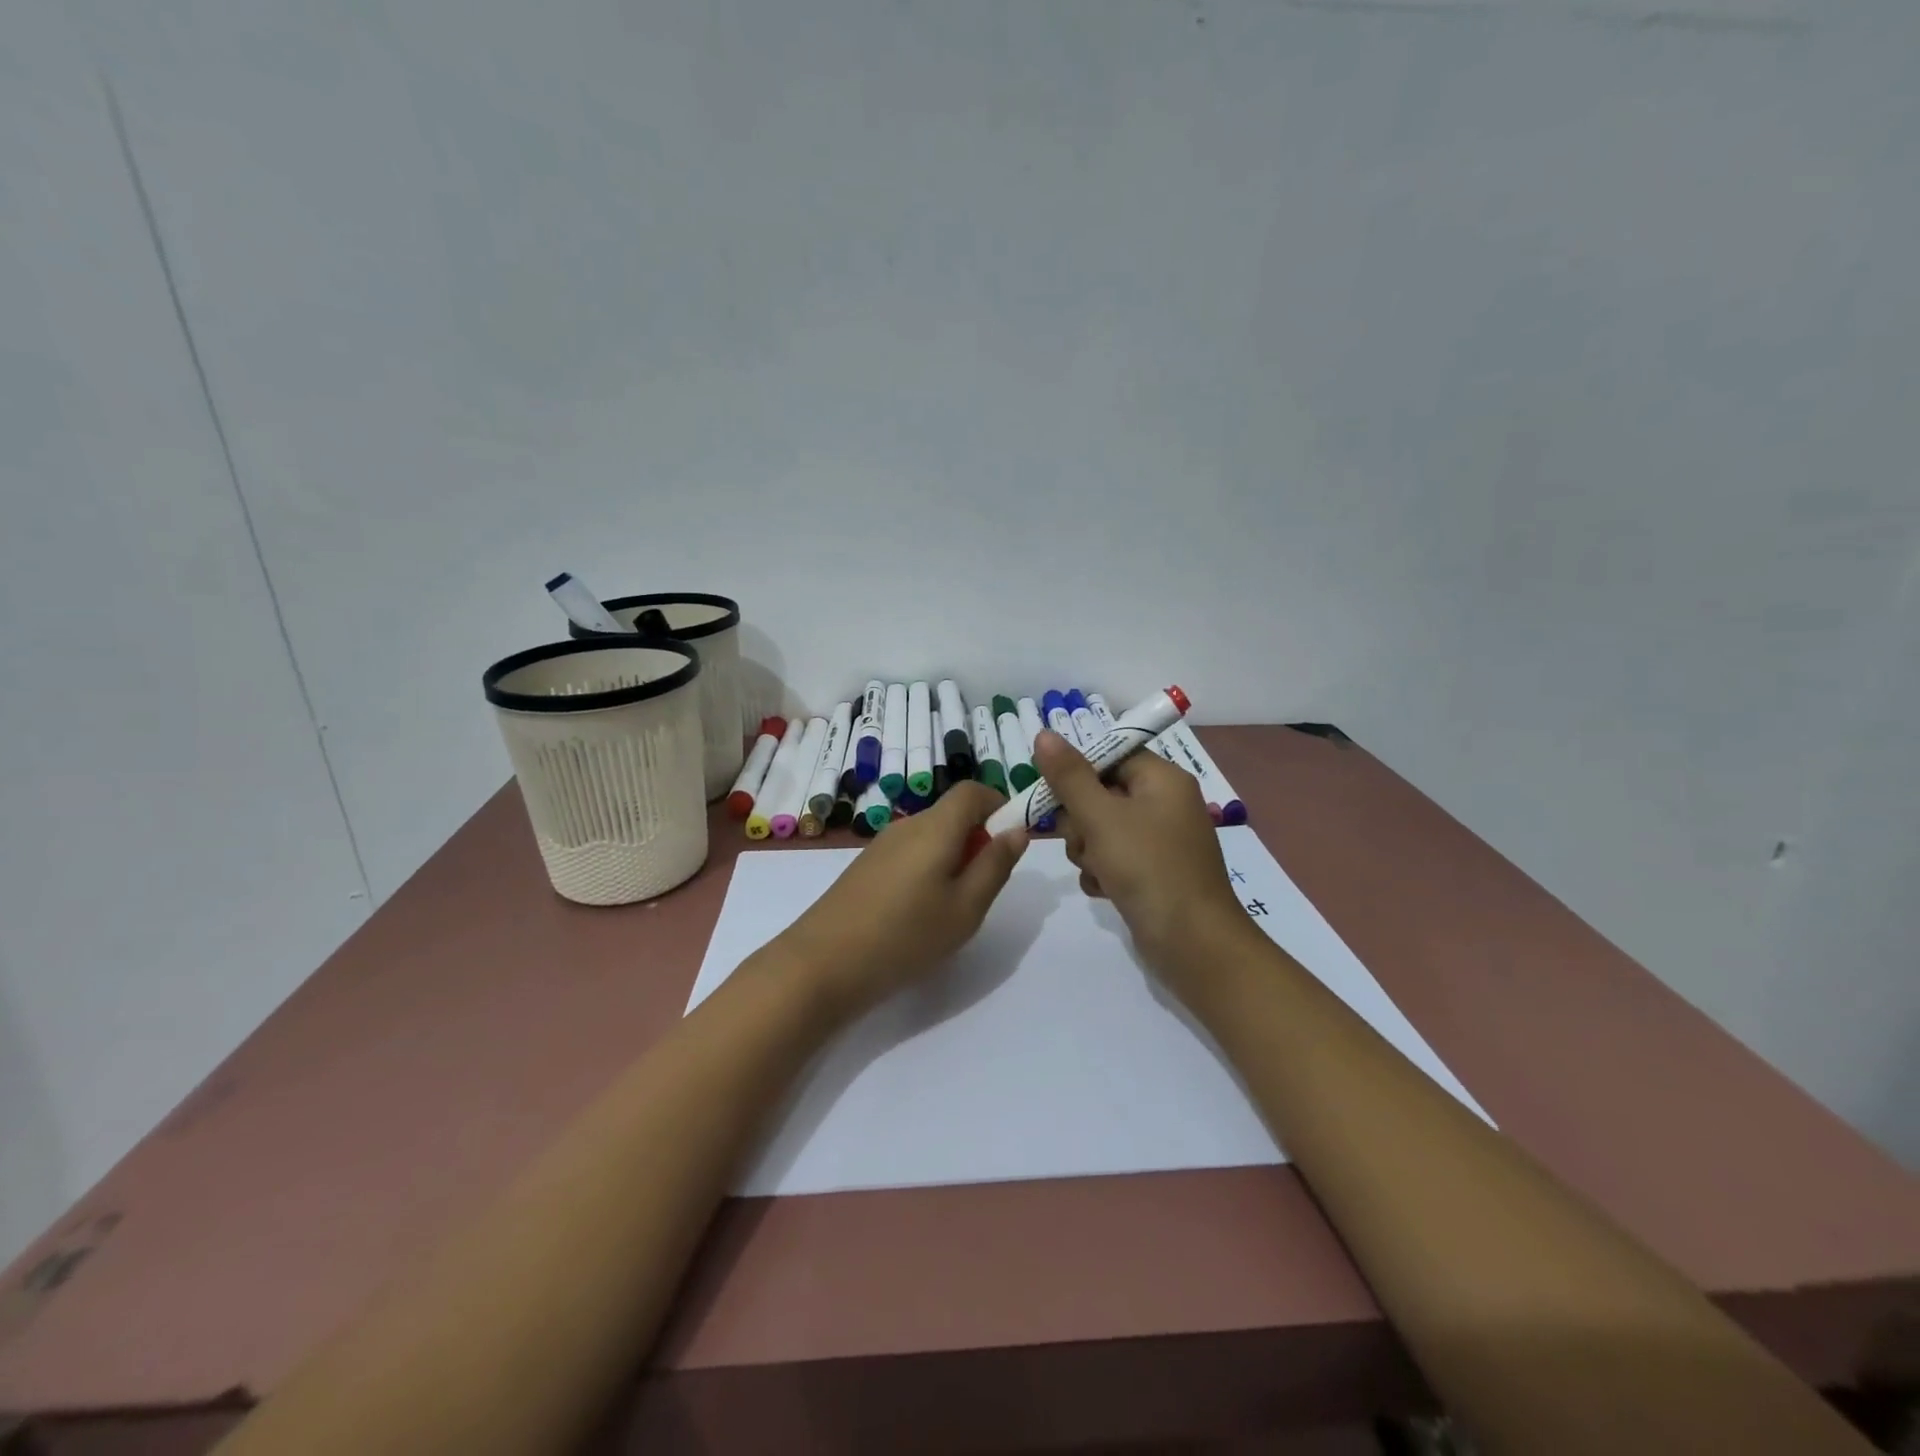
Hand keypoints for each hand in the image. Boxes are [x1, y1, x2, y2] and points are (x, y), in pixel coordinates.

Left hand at [780, 782, 1028, 1019]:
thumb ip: (995, 865)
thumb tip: (1017, 829)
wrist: (822, 964)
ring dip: (953, 857)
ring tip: (952, 907)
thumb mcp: (966, 908)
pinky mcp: (865, 867)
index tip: (1012, 841)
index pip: (972, 790)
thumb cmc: (906, 936)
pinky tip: (919, 913)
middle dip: (978, 838)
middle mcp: (907, 825)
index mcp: (935, 827)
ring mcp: (881, 845)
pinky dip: (928, 869)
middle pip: (952, 814)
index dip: (999, 804)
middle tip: (984, 887)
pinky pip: (910, 853)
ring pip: (931, 836)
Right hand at [1032, 729, 1250, 994]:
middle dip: (1080, 820)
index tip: (1048, 792)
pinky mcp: (1153, 872)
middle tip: (1081, 840)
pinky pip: (1114, 858)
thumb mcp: (1101, 817)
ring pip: (1101, 829)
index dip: (1076, 771)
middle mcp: (1164, 804)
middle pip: (1101, 793)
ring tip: (1097, 871)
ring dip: (1087, 849)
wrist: (1193, 943)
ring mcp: (1160, 841)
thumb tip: (1044, 733)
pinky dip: (1102, 872)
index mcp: (1162, 779)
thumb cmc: (1148, 868)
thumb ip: (1069, 776)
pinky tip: (1104, 891)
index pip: (1109, 755)